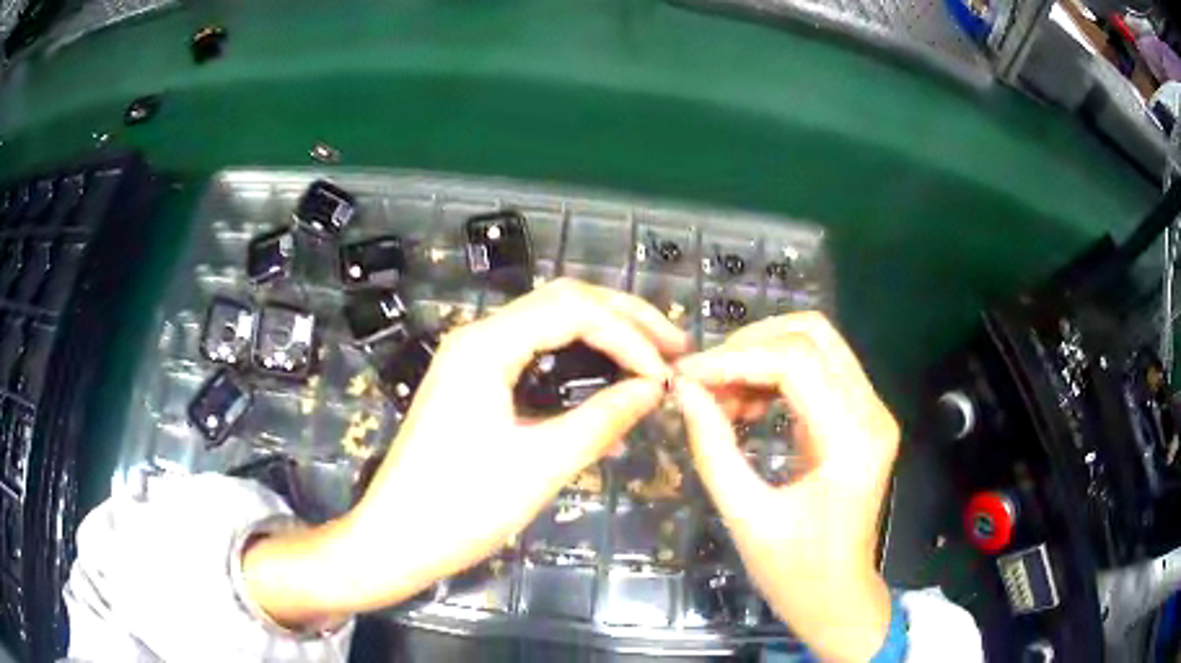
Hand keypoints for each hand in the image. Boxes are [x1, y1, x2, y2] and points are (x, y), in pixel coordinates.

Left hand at [240, 279, 687, 627]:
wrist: (395, 539)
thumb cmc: (460, 508)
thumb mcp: (539, 466)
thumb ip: (601, 421)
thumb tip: (654, 390)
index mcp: (486, 346)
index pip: (575, 312)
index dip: (630, 337)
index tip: (665, 377)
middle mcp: (478, 336)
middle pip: (564, 301)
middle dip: (624, 319)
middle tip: (675, 347)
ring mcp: (473, 357)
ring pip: (550, 322)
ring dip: (604, 333)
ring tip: (651, 356)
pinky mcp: (473, 381)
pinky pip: (535, 351)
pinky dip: (578, 358)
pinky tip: (607, 380)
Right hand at [674, 313, 898, 662]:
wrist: (838, 597)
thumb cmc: (795, 572)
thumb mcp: (746, 516)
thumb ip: (714, 448)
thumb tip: (684, 391)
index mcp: (852, 440)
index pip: (795, 361)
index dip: (734, 359)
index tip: (687, 375)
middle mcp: (872, 412)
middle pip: (813, 334)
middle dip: (750, 345)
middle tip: (705, 380)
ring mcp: (872, 411)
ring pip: (817, 344)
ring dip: (762, 357)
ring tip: (722, 397)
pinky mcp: (862, 418)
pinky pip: (819, 370)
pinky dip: (776, 375)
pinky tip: (747, 405)